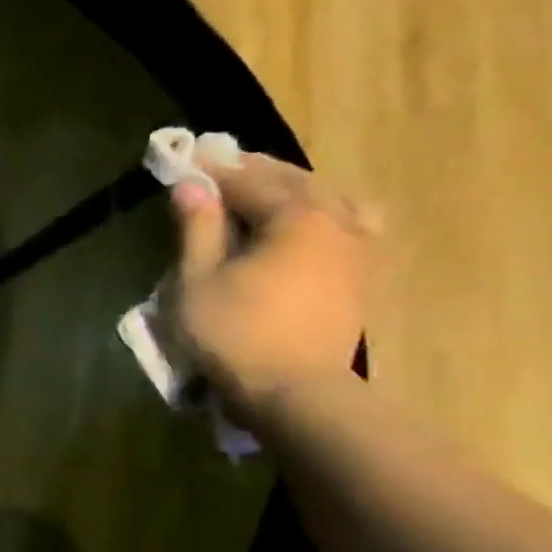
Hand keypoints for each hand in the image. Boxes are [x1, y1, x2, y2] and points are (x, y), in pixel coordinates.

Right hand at [167, 152, 374, 418]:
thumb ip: (197, 229)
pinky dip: (325, 215)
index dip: (216, 171)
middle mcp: (338, 223)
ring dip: (298, 191)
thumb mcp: (198, 280)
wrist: (294, 391)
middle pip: (297, 183)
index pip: (250, 182)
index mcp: (297, 218)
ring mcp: (359, 251)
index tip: (189, 160)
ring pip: (333, 201)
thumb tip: (190, 185)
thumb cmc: (234, 332)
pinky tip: (307, 226)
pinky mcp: (362, 278)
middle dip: (258, 173)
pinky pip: (351, 227)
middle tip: (224, 168)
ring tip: (269, 194)